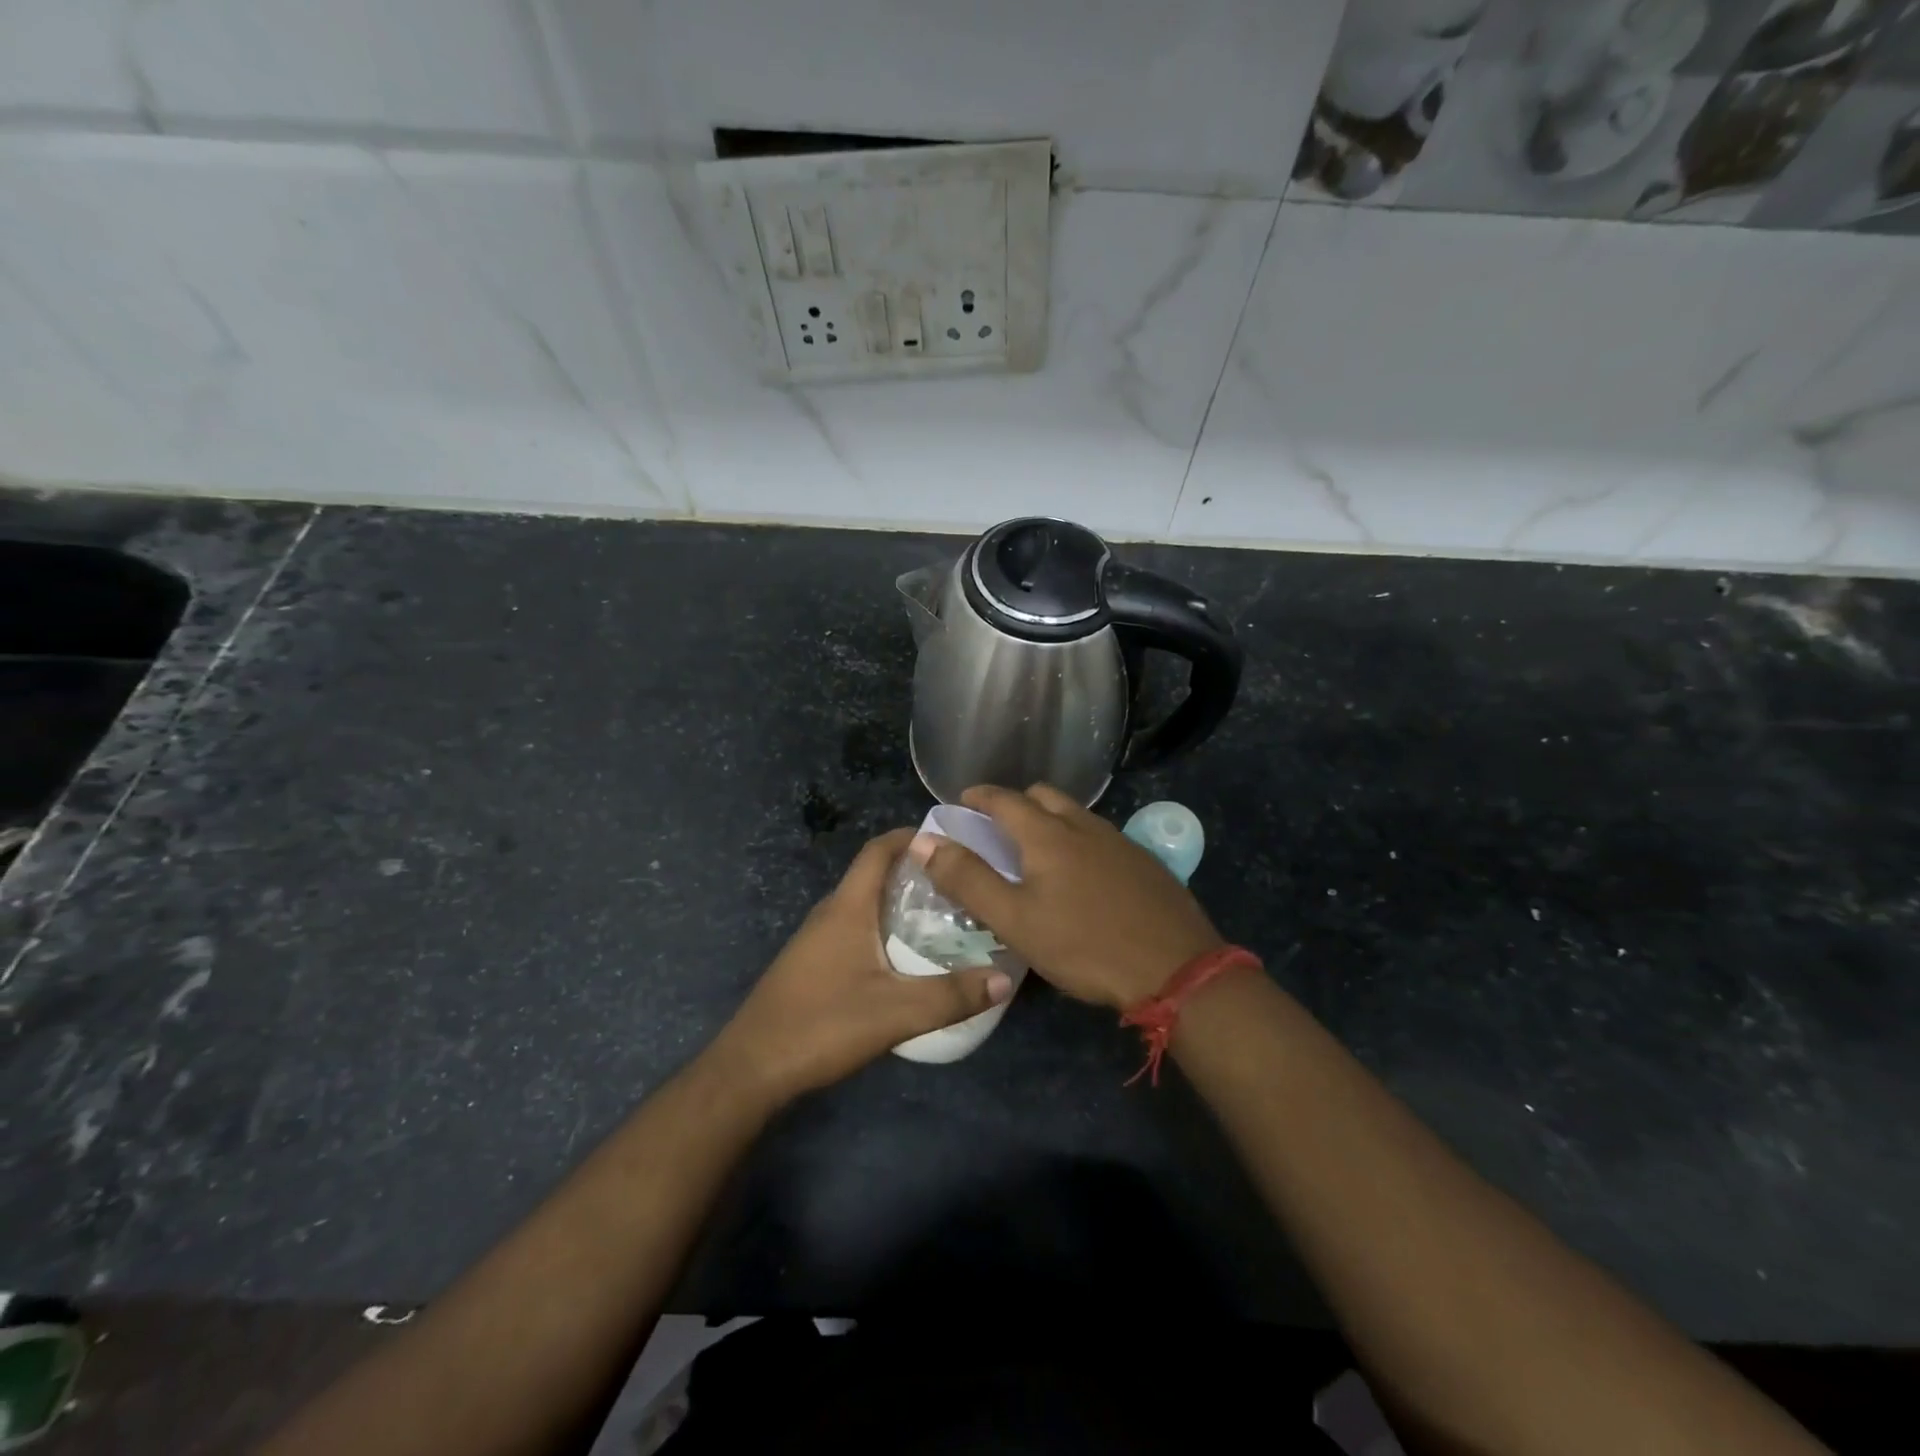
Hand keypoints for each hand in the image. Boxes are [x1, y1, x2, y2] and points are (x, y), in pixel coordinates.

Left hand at [709, 828, 1013, 1103]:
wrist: (752, 1068)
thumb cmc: (822, 1025)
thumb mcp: (896, 1013)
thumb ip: (952, 996)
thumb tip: (1005, 979)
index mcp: (848, 907)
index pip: (878, 850)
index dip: (911, 836)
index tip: (951, 840)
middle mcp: (831, 912)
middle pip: (875, 874)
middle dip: (916, 871)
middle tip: (961, 884)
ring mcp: (818, 938)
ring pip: (866, 904)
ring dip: (901, 901)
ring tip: (946, 917)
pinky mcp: (813, 962)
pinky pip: (856, 928)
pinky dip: (885, 927)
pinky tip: (908, 957)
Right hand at [914, 785, 1223, 1011]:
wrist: (1176, 968)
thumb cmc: (1085, 945)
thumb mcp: (1015, 920)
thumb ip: (968, 880)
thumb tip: (925, 842)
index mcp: (1048, 835)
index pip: (1005, 799)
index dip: (979, 796)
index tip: (962, 801)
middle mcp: (1084, 826)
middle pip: (1044, 797)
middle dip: (1016, 803)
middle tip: (997, 827)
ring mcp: (1119, 842)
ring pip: (1075, 814)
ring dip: (1050, 819)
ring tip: (1036, 850)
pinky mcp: (1143, 862)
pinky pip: (1100, 836)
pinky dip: (1078, 839)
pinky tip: (1081, 874)